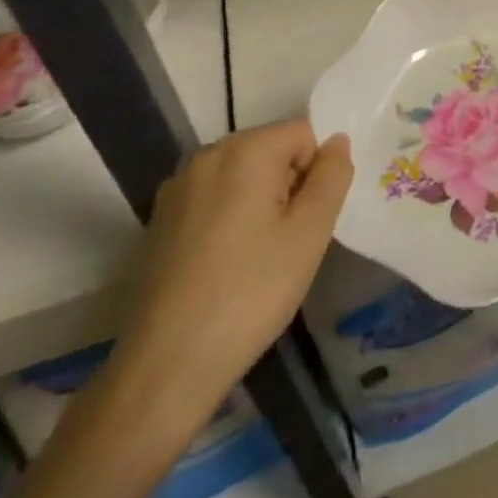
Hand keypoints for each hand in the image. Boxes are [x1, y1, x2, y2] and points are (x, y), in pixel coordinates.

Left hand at [102, 120, 351, 450]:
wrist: (166, 365)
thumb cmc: (251, 292)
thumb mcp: (310, 232)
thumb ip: (333, 176)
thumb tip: (337, 141)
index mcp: (245, 149)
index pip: (304, 133)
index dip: (317, 172)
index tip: (307, 220)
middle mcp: (207, 155)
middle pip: (270, 149)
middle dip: (288, 185)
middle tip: (287, 241)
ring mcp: (178, 187)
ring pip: (242, 176)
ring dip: (260, 202)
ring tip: (257, 257)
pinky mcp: (160, 220)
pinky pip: (213, 199)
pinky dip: (230, 219)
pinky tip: (226, 266)